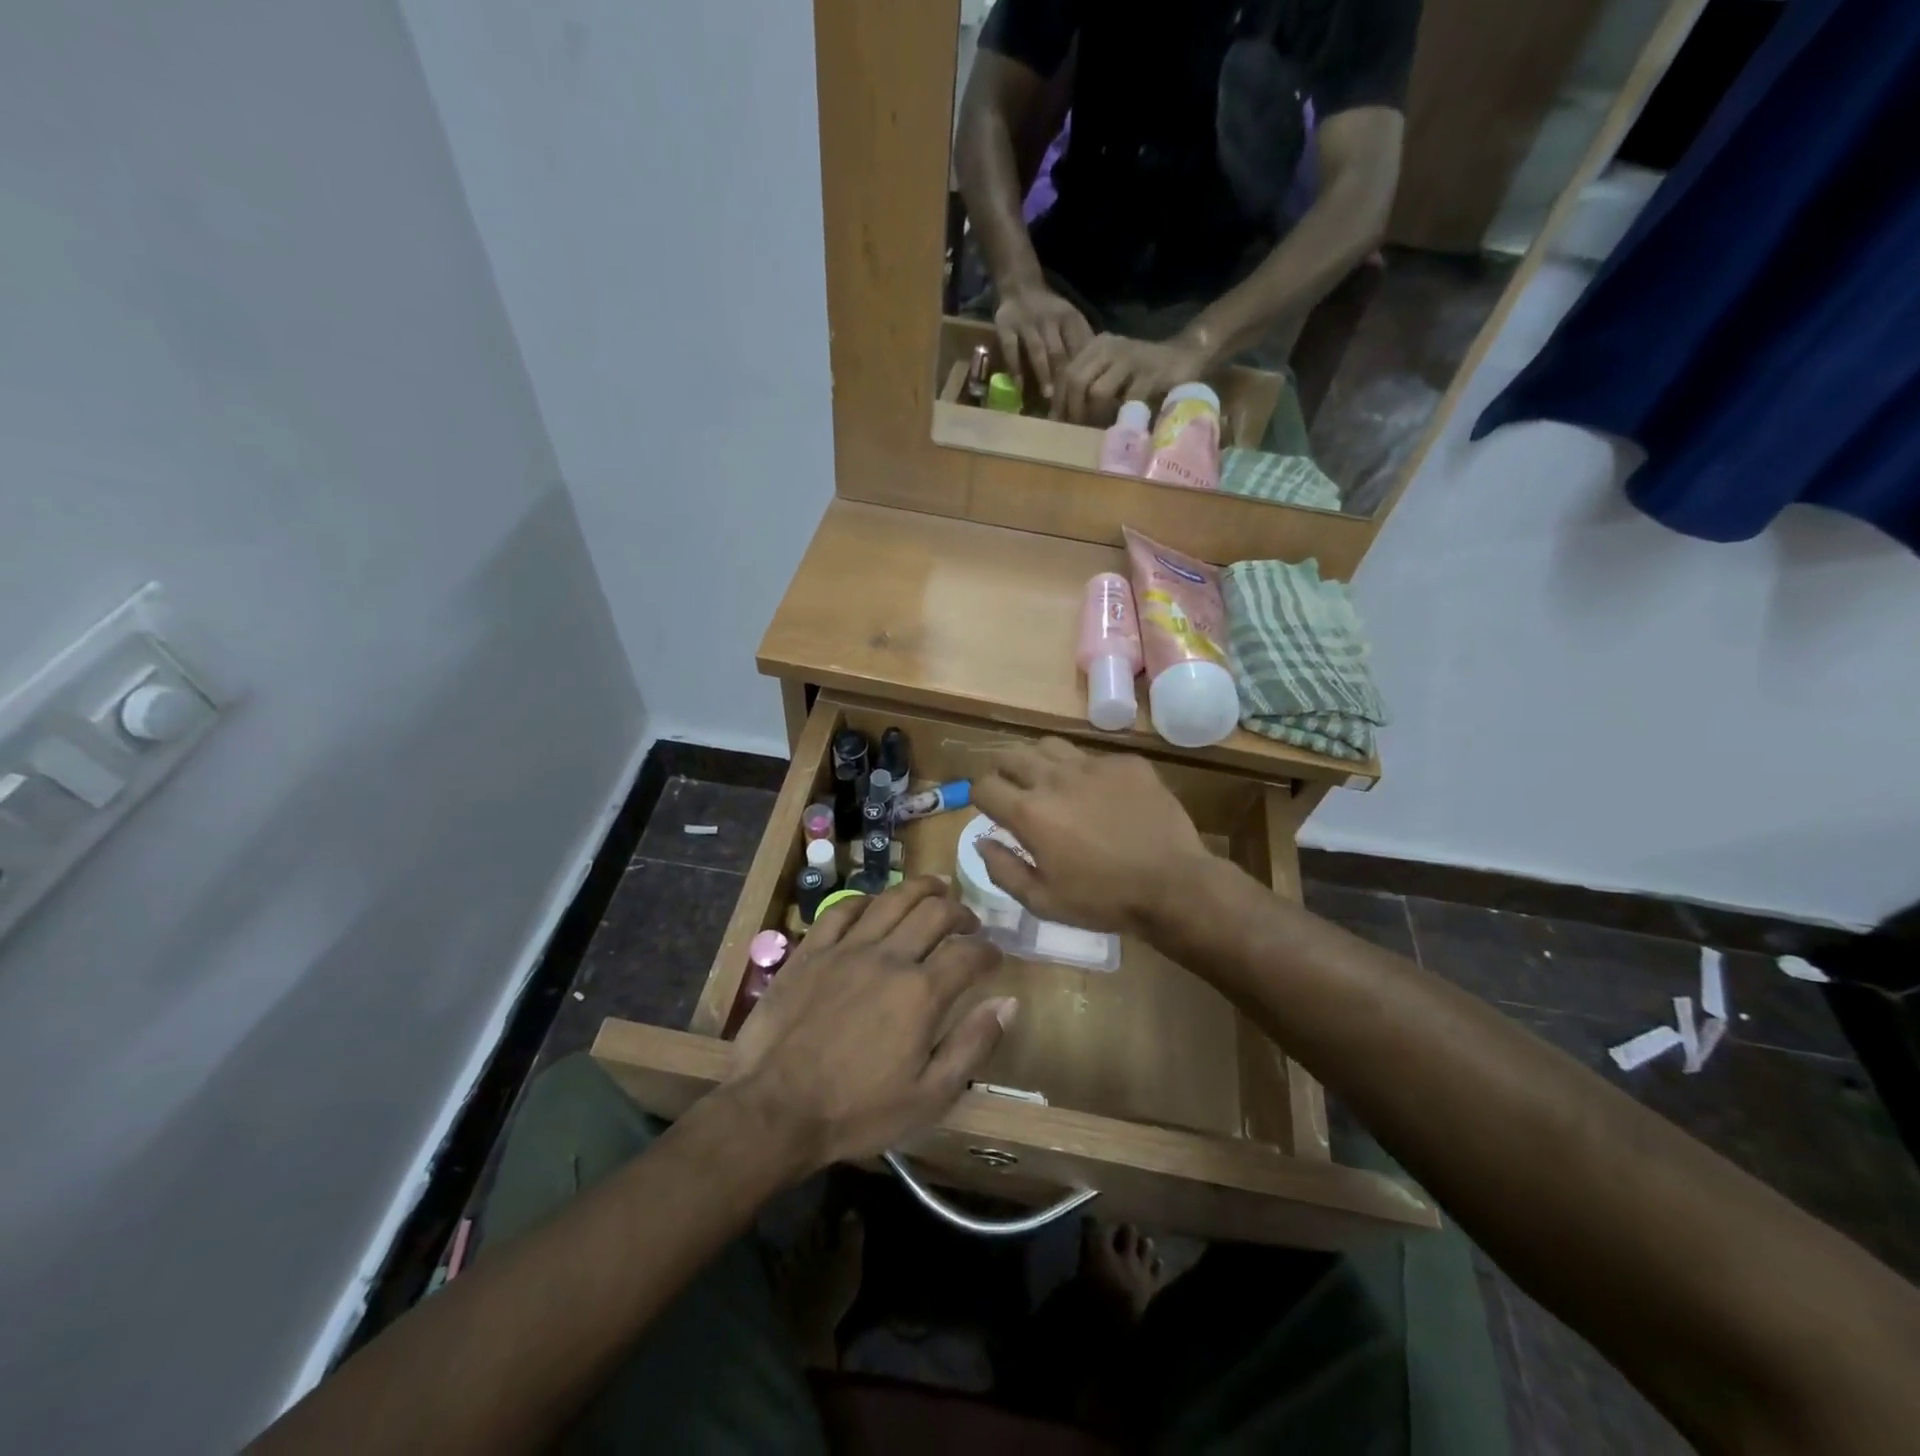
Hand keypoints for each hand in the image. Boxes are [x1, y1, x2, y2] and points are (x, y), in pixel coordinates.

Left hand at [727, 879, 1015, 1175]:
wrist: (774, 1110)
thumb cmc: (857, 1111)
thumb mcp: (929, 1096)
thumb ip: (973, 1045)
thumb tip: (1009, 1002)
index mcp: (921, 993)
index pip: (969, 953)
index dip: (989, 951)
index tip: (995, 957)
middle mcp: (888, 957)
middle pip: (934, 912)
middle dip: (960, 911)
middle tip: (968, 922)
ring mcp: (846, 949)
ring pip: (892, 899)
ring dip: (921, 889)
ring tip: (935, 890)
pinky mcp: (811, 951)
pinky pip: (842, 909)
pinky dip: (867, 901)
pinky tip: (875, 905)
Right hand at [970, 738, 1212, 936]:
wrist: (1173, 885)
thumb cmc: (1103, 900)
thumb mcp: (1042, 901)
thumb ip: (1002, 869)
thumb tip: (981, 841)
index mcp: (1029, 812)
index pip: (983, 785)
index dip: (980, 797)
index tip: (991, 810)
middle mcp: (1054, 778)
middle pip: (1011, 755)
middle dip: (1004, 772)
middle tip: (1015, 793)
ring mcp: (1093, 765)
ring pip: (1049, 746)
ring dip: (1040, 762)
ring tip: (1051, 784)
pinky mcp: (1126, 763)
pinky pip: (1093, 757)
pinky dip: (1086, 772)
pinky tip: (1101, 796)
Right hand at [994, 282, 1093, 405]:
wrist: (1020, 286)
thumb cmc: (1050, 312)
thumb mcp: (1070, 320)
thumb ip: (1081, 342)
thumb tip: (1096, 374)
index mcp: (1069, 318)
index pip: (1078, 346)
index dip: (1082, 371)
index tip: (1085, 394)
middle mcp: (1049, 318)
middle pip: (1058, 351)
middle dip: (1063, 378)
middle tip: (1067, 403)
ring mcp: (1026, 322)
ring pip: (1037, 350)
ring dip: (1043, 374)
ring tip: (1047, 397)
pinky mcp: (1006, 326)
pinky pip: (1011, 349)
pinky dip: (1015, 368)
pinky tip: (1019, 387)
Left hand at [1054, 334, 1211, 425]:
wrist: (1186, 356)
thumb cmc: (1142, 374)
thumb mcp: (1110, 375)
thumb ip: (1086, 389)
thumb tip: (1056, 418)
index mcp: (1096, 346)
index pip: (1065, 374)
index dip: (1059, 403)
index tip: (1060, 426)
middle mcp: (1110, 347)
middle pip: (1076, 380)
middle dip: (1073, 411)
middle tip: (1078, 430)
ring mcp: (1131, 358)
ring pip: (1097, 391)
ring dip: (1095, 416)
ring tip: (1100, 428)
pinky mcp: (1151, 373)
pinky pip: (1127, 400)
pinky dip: (1123, 417)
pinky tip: (1124, 425)